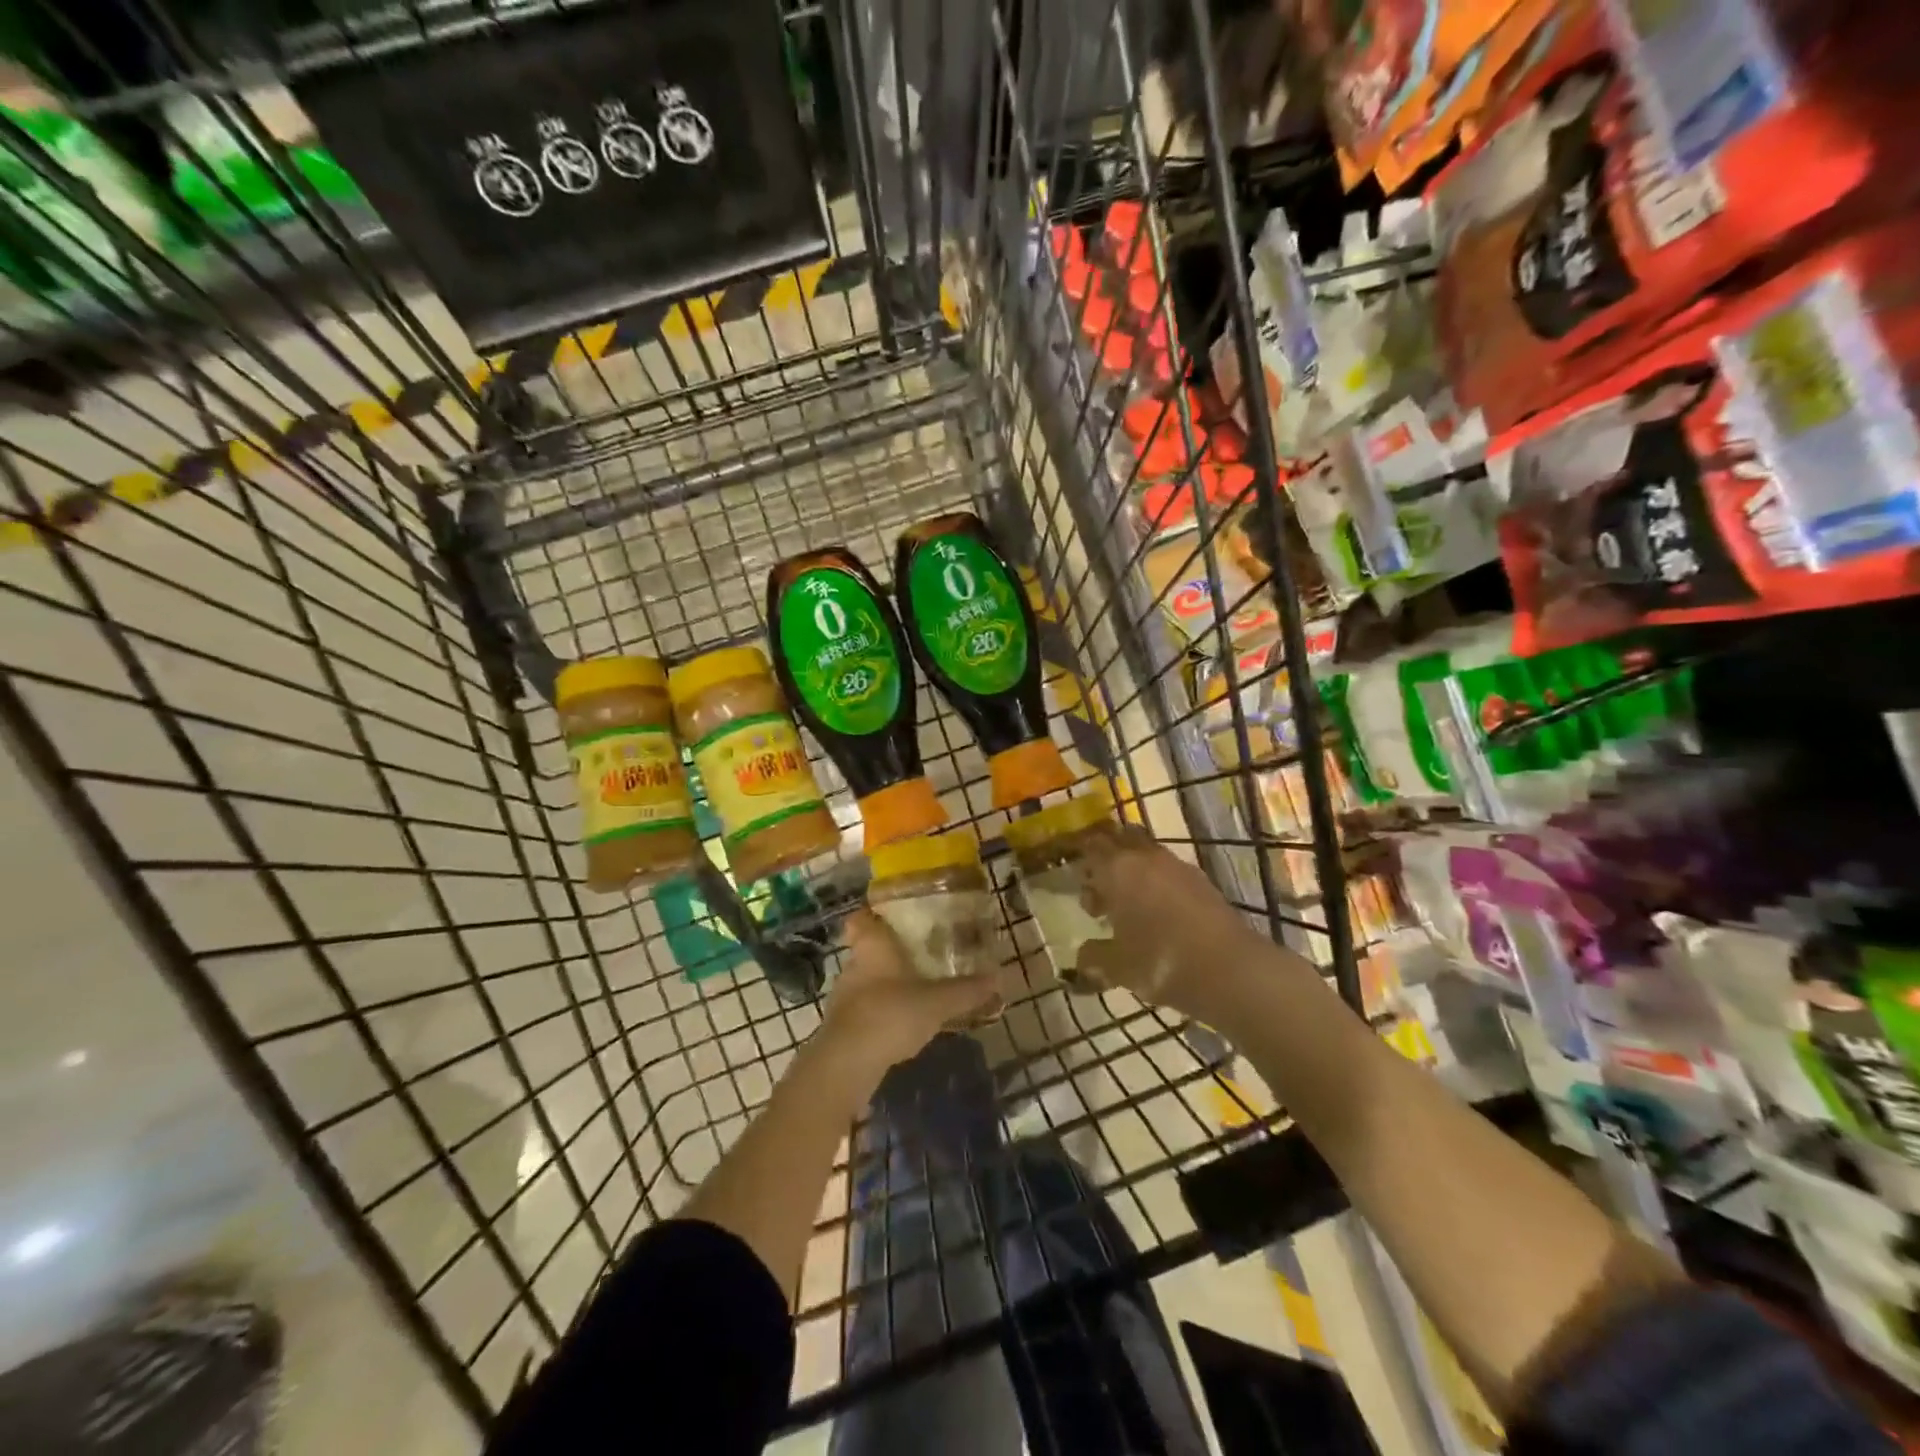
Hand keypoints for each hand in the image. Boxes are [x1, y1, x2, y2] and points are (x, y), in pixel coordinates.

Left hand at [820, 910, 1004, 1074]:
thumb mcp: (937, 1002)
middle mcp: (853, 964)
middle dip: (890, 952)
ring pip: (866, 980)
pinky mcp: (842, 1026)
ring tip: (916, 991)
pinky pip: (865, 1008)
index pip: (861, 918)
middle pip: (867, 949)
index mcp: (872, 946)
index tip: (895, 916)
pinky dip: (881, 1012)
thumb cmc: (890, 1014)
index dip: (874, 914)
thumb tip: (999, 977)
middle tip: (920, 955)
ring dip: (886, 984)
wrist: (847, 1064)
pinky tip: (902, 1024)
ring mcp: (844, 996)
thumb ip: (967, 990)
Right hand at [1077, 826, 1256, 1015]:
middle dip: (1108, 857)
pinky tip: (1157, 914)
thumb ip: (1093, 957)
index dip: (1081, 857)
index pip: (1092, 846)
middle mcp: (1146, 858)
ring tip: (1127, 907)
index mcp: (1117, 869)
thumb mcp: (1117, 967)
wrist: (1231, 970)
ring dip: (1134, 871)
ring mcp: (1177, 867)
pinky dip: (1157, 884)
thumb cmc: (1160, 962)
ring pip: (1146, 854)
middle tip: (1100, 888)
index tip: (1075, 876)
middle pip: (1121, 840)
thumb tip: (1081, 956)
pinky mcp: (1202, 881)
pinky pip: (1169, 872)